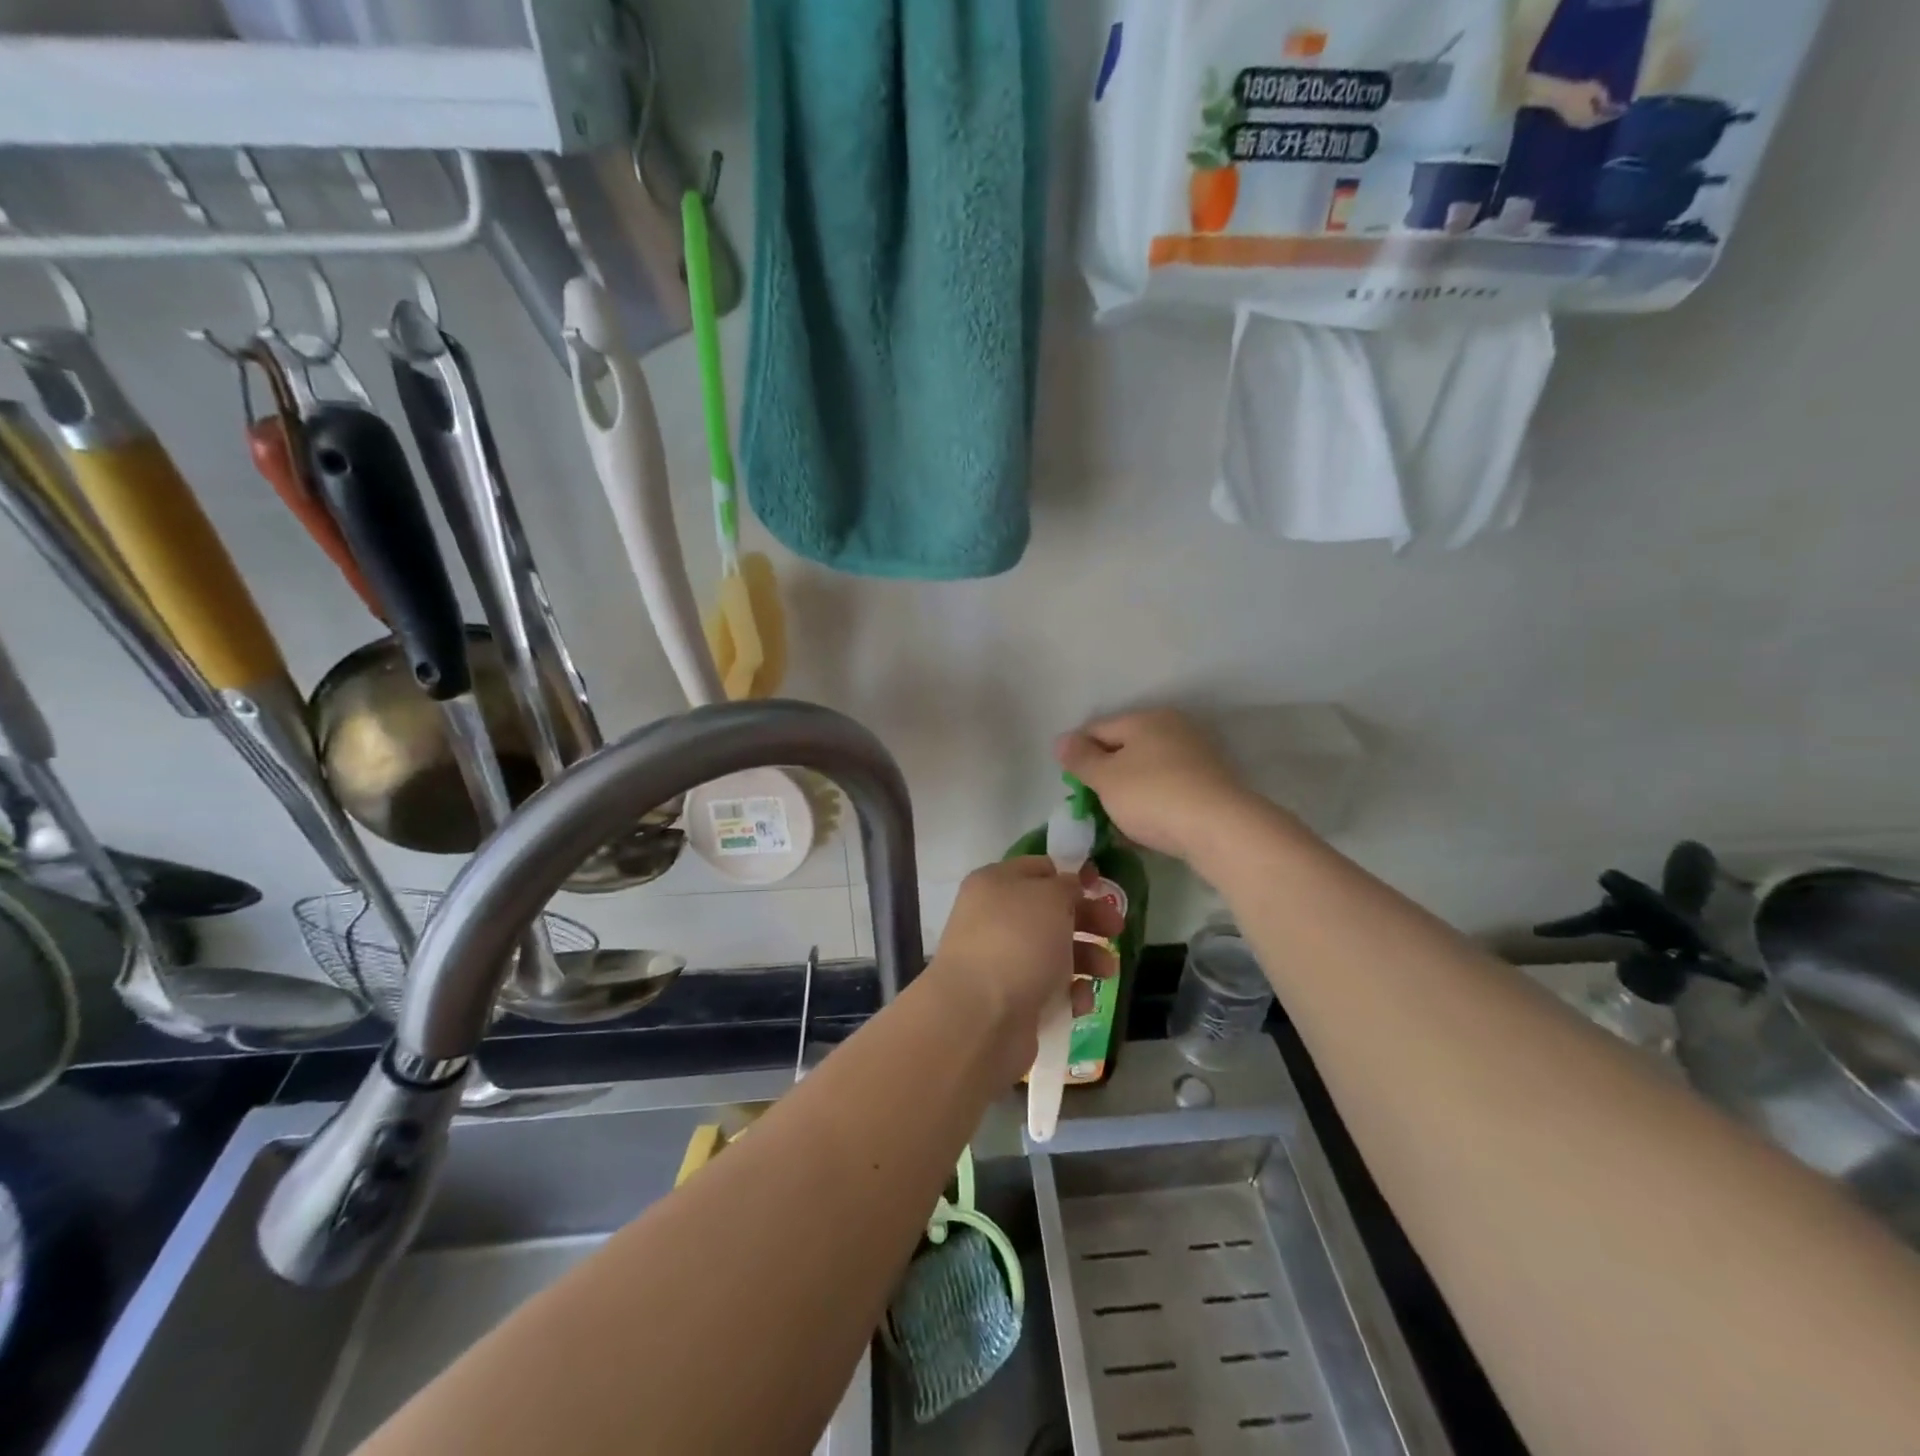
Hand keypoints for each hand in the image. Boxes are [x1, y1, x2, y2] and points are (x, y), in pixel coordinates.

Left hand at [927, 858, 1122, 1084]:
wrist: (981, 1018)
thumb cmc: (1018, 942)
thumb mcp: (1050, 897)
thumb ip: (1066, 886)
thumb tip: (1068, 887)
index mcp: (995, 884)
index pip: (1038, 870)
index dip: (1071, 876)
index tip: (1101, 888)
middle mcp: (994, 918)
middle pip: (1050, 912)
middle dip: (1088, 920)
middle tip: (1117, 930)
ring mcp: (1001, 961)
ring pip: (1054, 952)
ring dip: (1087, 959)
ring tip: (1107, 972)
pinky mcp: (1010, 1000)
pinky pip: (1048, 989)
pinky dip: (1069, 993)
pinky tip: (1079, 1002)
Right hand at [1056, 709, 1253, 862]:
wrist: (1220, 829)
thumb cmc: (1153, 796)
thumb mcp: (1105, 778)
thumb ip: (1080, 758)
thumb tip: (1062, 740)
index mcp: (1146, 718)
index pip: (1097, 729)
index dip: (1077, 754)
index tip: (1071, 785)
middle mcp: (1173, 728)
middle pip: (1125, 749)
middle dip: (1105, 775)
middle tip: (1093, 805)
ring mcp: (1196, 756)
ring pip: (1148, 771)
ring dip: (1129, 793)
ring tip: (1118, 823)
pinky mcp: (1211, 784)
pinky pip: (1169, 790)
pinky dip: (1154, 804)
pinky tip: (1147, 828)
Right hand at [1529, 75, 1622, 128]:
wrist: (1558, 96)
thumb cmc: (1578, 92)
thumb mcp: (1596, 89)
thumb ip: (1603, 96)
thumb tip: (1608, 102)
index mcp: (1589, 118)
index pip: (1604, 118)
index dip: (1614, 113)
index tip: (1623, 109)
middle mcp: (1582, 124)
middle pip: (1596, 122)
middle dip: (1605, 116)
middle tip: (1614, 110)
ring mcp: (1574, 123)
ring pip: (1589, 122)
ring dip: (1596, 117)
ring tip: (1604, 110)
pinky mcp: (1569, 120)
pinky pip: (1583, 120)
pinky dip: (1590, 116)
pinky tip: (1593, 110)